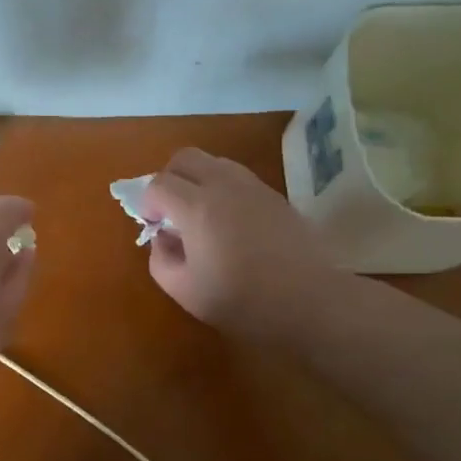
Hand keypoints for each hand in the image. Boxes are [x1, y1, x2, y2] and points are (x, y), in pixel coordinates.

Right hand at [140, 148, 339, 344]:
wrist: (312, 303)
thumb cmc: (244, 301)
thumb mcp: (186, 292)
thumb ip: (161, 260)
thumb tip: (163, 237)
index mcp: (197, 207)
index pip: (158, 184)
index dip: (148, 203)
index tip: (154, 226)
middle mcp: (223, 185)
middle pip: (185, 158)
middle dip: (169, 178)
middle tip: (171, 210)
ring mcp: (252, 186)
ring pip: (214, 162)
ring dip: (198, 179)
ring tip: (202, 214)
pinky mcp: (274, 195)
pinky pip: (238, 176)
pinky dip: (223, 188)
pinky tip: (231, 222)